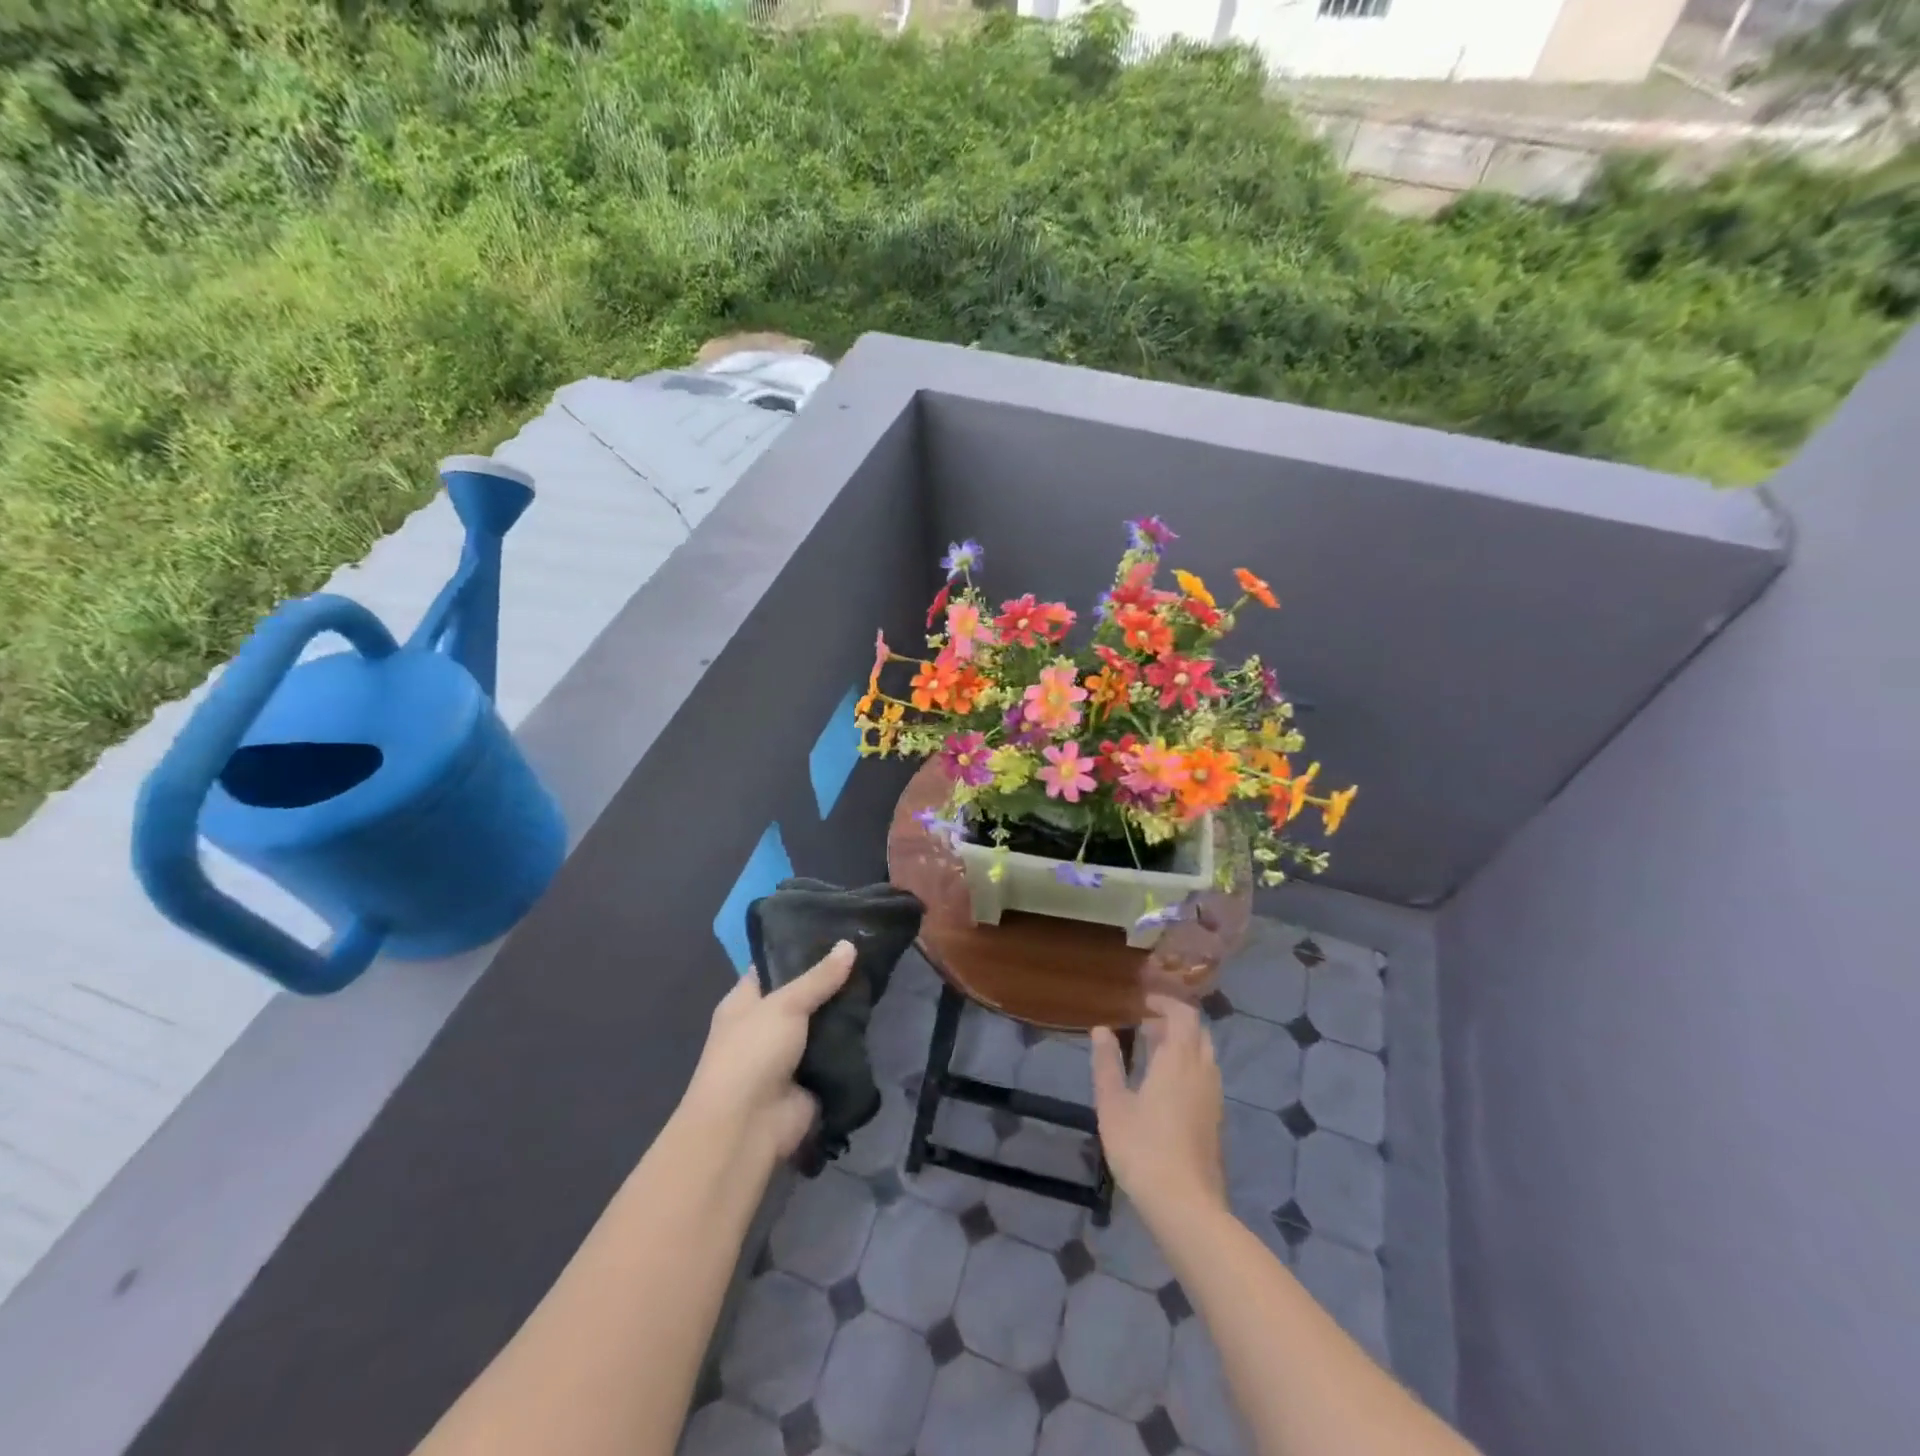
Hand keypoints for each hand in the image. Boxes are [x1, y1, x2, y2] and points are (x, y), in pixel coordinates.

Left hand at [681, 942, 856, 1162]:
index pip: (773, 966)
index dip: (799, 949)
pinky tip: (876, 1018)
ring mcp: (788, 1054)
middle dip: (830, 980)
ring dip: (844, 1011)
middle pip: (802, 995)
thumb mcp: (785, 1004)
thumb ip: (819, 977)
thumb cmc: (752, 1053)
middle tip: (866, 953)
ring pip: (821, 1023)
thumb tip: (849, 944)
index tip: (835, 931)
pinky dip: (851, 1042)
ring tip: (878, 980)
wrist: (747, 1126)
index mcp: (745, 1002)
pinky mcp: (810, 1079)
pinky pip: (834, 1053)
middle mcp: (764, 1025)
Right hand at [1091, 994, 1227, 1221]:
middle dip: (1173, 1022)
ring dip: (1181, 1045)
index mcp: (1179, 1060)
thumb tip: (1101, 1029)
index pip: (1183, 1014)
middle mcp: (1202, 1071)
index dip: (1165, 1002)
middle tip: (1144, 1025)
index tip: (1141, 1002)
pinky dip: (1188, 1067)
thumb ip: (1107, 1063)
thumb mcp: (1113, 1104)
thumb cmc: (1143, 1148)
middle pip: (1197, 1032)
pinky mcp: (1216, 1120)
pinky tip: (1164, 1086)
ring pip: (1204, 1055)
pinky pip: (1205, 1077)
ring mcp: (1213, 1097)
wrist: (1185, 1205)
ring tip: (1151, 1052)